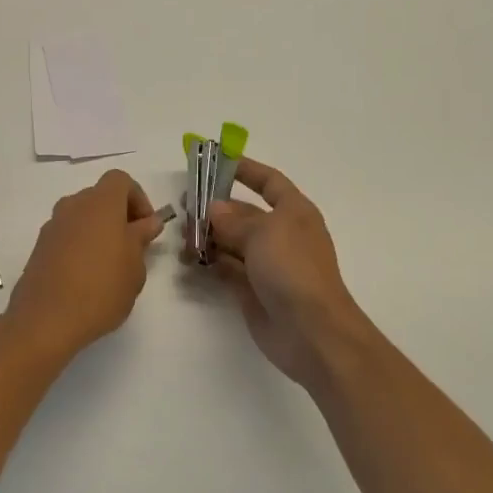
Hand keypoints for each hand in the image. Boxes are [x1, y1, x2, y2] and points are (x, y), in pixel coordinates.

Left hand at [5, 169, 167, 361]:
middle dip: (119, 215)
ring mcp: (52, 226)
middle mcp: (73, 206)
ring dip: (99, 230)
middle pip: (100, 197)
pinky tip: (87, 276)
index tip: (146, 228)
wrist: (46, 319)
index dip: (138, 198)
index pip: (121, 180)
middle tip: (132, 247)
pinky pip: (67, 235)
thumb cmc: (101, 289)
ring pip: (82, 216)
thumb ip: (141, 238)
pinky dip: (80, 245)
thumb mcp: (134, 267)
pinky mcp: (39, 247)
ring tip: (110, 265)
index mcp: (100, 203)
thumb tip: (147, 222)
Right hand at [199, 157, 374, 392]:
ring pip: (231, 241)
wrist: (311, 331)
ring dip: (207, 236)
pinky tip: (188, 259)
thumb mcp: (263, 233)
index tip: (218, 161)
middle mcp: (281, 235)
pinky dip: (208, 262)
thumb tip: (213, 209)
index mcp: (294, 212)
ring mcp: (266, 264)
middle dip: (215, 208)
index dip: (247, 170)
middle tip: (183, 206)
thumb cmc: (293, 269)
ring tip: (180, 235)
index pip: (270, 182)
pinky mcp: (252, 289)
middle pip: (244, 212)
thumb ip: (234, 219)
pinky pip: (226, 268)